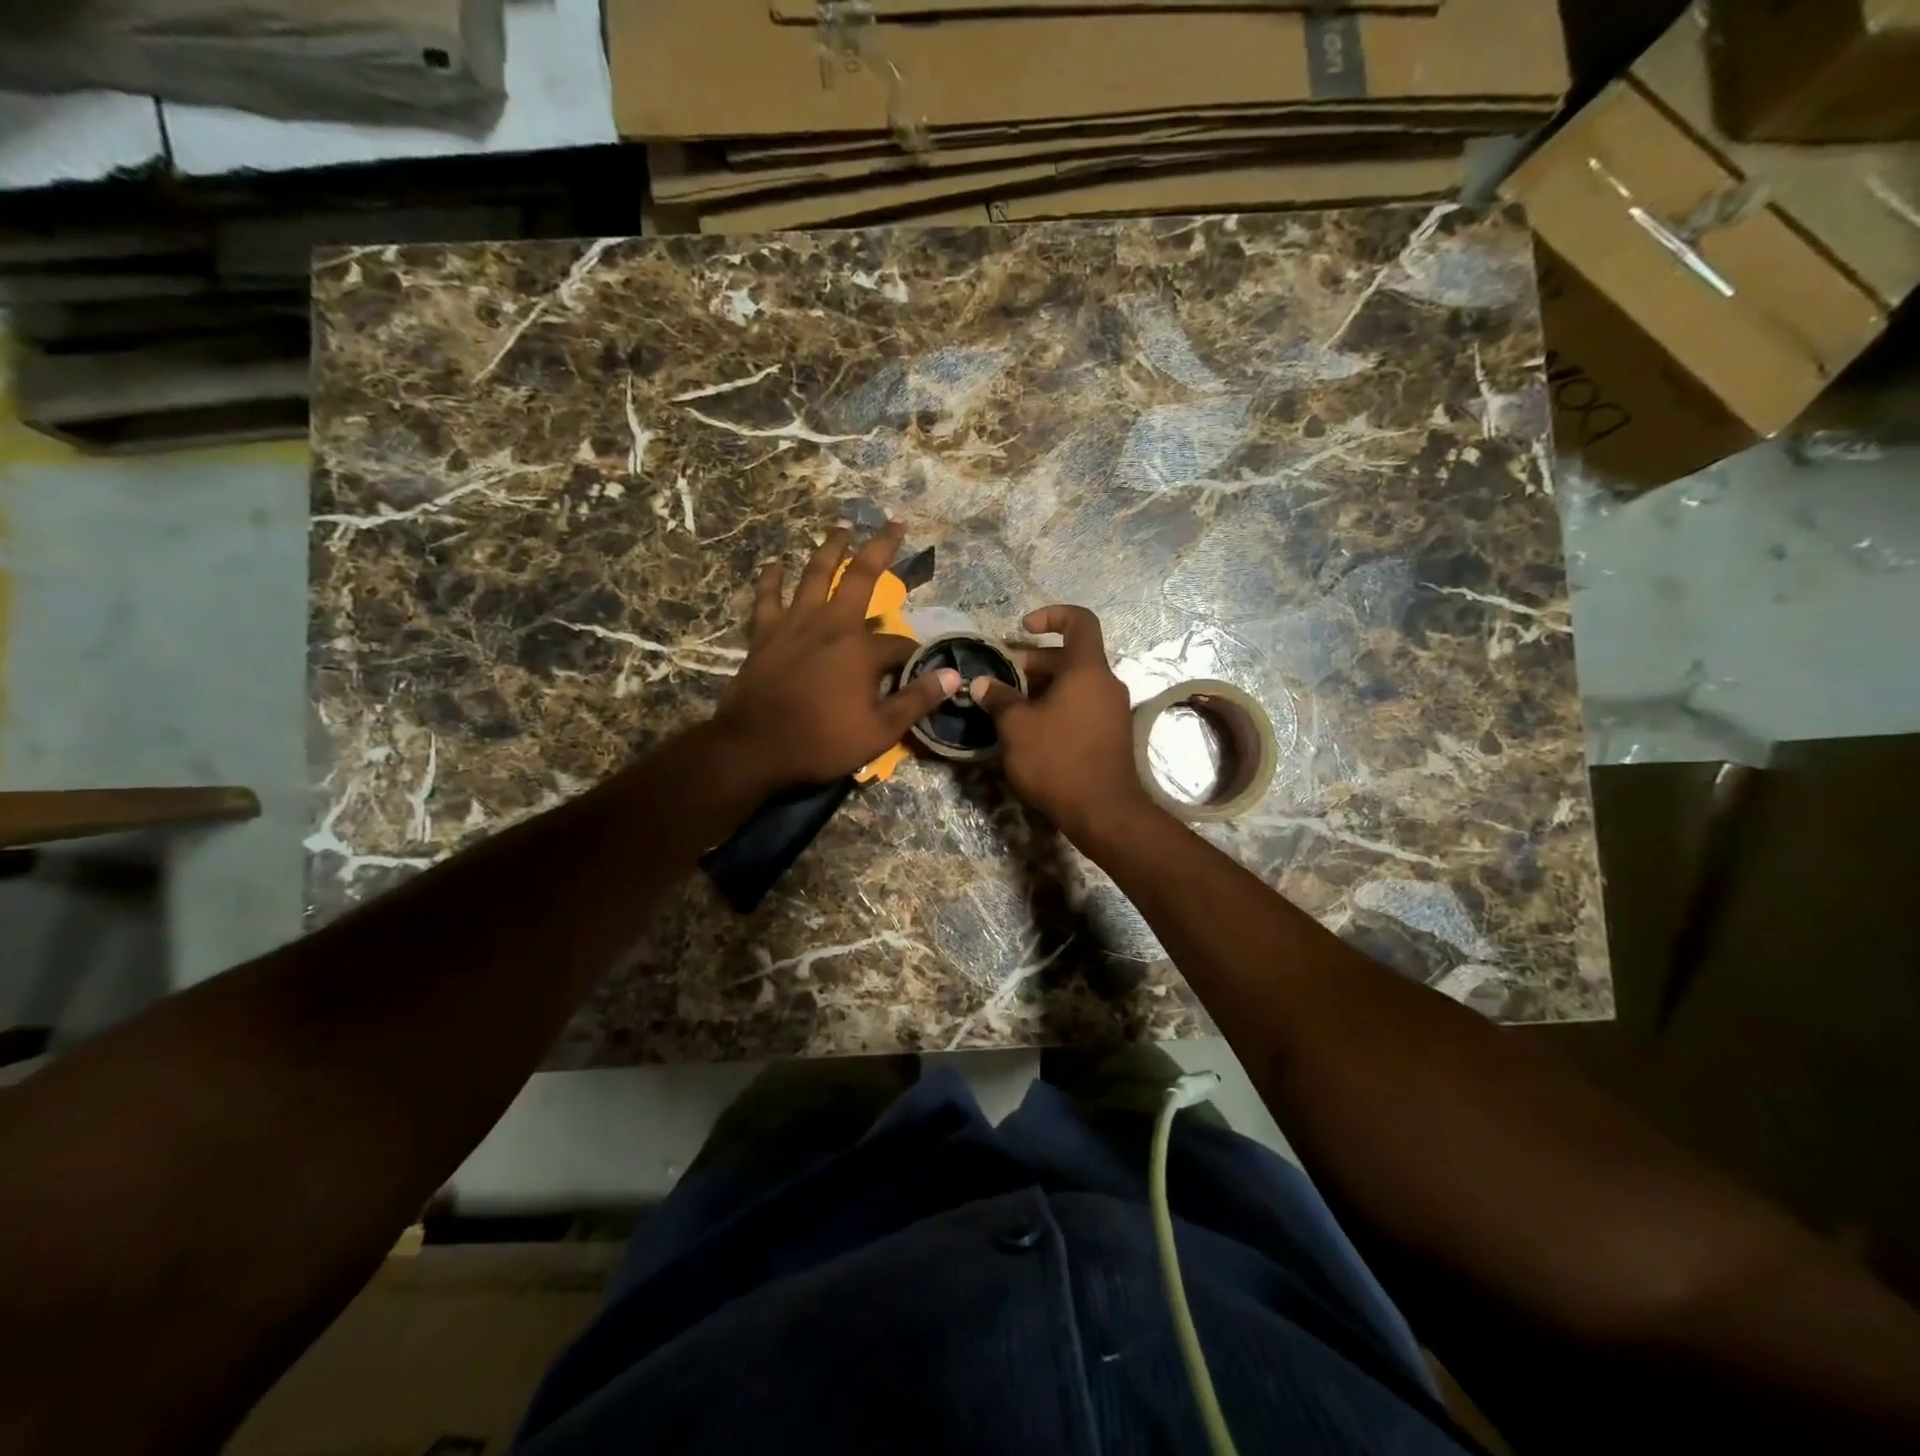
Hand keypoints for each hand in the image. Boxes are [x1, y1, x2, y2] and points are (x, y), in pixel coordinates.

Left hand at [714, 520, 960, 788]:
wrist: (755, 747)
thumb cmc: (821, 742)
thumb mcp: (879, 731)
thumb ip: (916, 701)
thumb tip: (953, 677)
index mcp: (860, 649)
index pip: (900, 644)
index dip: (915, 654)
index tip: (922, 667)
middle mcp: (830, 624)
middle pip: (860, 576)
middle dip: (881, 548)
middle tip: (894, 523)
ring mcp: (794, 624)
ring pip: (815, 574)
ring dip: (830, 548)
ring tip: (841, 525)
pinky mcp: (764, 633)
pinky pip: (768, 596)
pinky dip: (772, 577)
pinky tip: (776, 560)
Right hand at [970, 605, 1157, 844]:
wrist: (1103, 812)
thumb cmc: (1057, 760)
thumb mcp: (1016, 727)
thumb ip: (999, 698)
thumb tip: (982, 683)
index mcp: (1087, 670)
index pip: (1079, 621)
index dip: (1051, 615)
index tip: (1023, 628)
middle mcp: (1106, 683)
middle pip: (1070, 657)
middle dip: (1033, 663)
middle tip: (1002, 682)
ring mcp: (1112, 710)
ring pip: (1074, 684)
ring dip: (1042, 688)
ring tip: (1010, 708)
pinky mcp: (1111, 734)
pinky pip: (1082, 706)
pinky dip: (1057, 707)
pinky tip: (1032, 731)